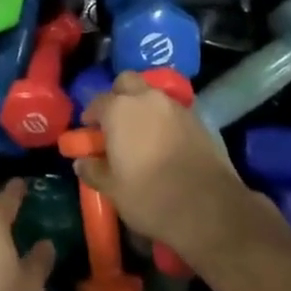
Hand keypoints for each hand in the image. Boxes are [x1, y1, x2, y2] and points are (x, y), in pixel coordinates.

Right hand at [77, 71, 261, 265]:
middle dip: (118, 96)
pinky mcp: (199, 118)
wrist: (209, 208)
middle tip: (115, 123)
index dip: (90, 116)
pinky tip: (164, 143)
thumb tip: (81, 162)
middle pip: (127, 82)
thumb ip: (93, 170)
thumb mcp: (113, 190)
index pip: (97, 102)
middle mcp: (147, 98)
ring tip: (141, 135)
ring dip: (143, 107)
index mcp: (120, 109)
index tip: (89, 133)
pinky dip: (164, 119)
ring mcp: (176, 106)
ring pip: (152, 95)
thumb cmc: (150, 197)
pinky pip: (173, 110)